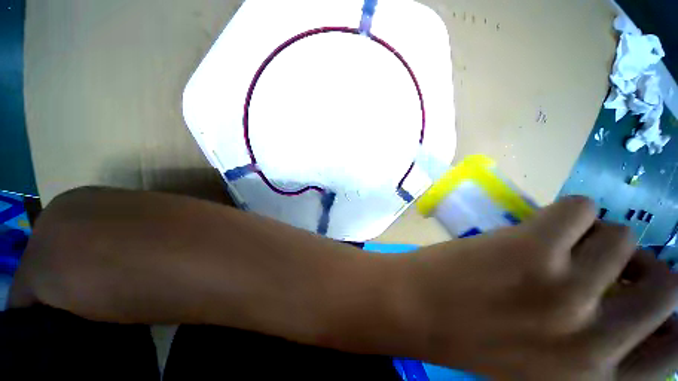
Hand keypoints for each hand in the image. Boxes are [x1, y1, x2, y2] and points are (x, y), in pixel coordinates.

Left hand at [393, 196, 677, 379]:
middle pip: (666, 287)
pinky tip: (544, 223)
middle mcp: (595, 340)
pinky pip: (580, 207)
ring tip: (563, 241)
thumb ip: (589, 346)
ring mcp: (568, 290)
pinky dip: (570, 211)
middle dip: (644, 265)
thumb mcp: (542, 365)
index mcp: (594, 378)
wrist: (413, 309)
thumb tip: (625, 302)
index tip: (655, 294)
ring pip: (621, 236)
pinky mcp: (534, 249)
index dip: (672, 317)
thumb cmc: (471, 336)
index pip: (673, 350)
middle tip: (614, 257)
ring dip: (597, 234)